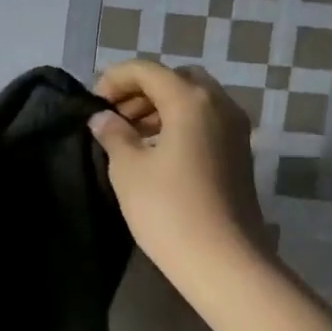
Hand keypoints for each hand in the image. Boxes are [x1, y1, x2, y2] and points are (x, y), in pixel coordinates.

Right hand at [88, 60, 267, 282]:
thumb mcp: (128, 169)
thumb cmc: (168, 210)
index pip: (147, 70)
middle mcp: (219, 104)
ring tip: (130, 134)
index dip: (114, 79)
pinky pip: (205, 121)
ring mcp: (235, 129)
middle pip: (176, 79)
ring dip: (160, 107)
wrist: (222, 260)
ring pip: (194, 100)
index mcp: (191, 100)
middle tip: (114, 116)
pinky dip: (179, 124)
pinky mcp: (239, 153)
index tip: (92, 104)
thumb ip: (113, 134)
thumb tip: (103, 118)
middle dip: (141, 90)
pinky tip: (156, 151)